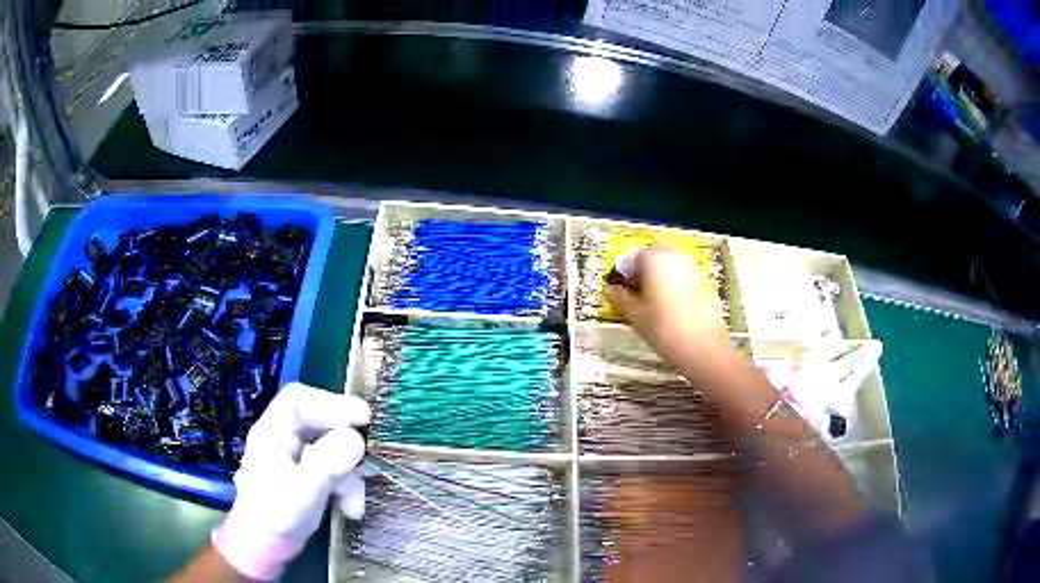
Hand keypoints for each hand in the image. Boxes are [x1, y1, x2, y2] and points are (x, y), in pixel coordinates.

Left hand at [211, 382, 369, 580]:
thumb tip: (357, 439)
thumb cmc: (276, 516)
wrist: (266, 548)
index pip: (299, 400)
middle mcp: (284, 440)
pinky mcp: (308, 478)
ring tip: (354, 503)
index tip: (363, 417)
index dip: (331, 402)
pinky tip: (350, 510)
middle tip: (369, 459)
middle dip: (346, 446)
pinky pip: (334, 471)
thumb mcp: (303, 490)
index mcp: (273, 433)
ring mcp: (296, 460)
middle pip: (320, 424)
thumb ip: (328, 462)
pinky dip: (346, 488)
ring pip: (332, 451)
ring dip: (349, 476)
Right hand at [604, 247, 728, 365]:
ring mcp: (694, 270)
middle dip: (643, 274)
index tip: (619, 288)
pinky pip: (684, 280)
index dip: (624, 274)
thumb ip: (619, 298)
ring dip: (659, 281)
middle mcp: (676, 258)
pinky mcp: (706, 285)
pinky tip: (670, 311)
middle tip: (634, 294)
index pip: (633, 258)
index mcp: (655, 259)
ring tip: (651, 305)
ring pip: (670, 269)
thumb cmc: (664, 329)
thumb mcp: (634, 315)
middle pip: (654, 259)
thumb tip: (609, 291)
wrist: (702, 349)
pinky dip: (675, 289)